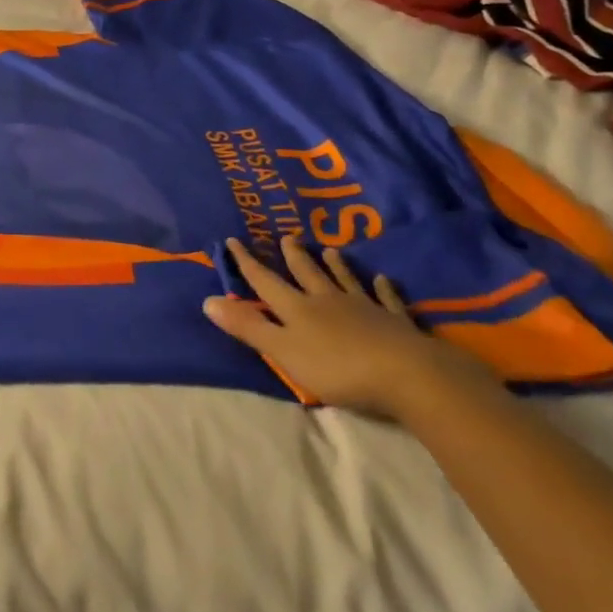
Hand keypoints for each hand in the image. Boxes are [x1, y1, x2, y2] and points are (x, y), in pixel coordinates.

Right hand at [205, 236, 487, 418]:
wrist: (405, 373)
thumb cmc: (337, 367)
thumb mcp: (283, 350)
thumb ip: (249, 327)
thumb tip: (207, 300)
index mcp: (298, 309)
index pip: (266, 281)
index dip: (248, 263)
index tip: (233, 240)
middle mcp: (328, 300)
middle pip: (307, 274)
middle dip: (295, 257)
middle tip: (287, 238)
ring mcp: (364, 308)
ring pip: (345, 280)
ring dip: (336, 265)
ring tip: (330, 249)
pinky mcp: (395, 322)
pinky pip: (387, 300)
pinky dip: (383, 289)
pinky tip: (383, 280)